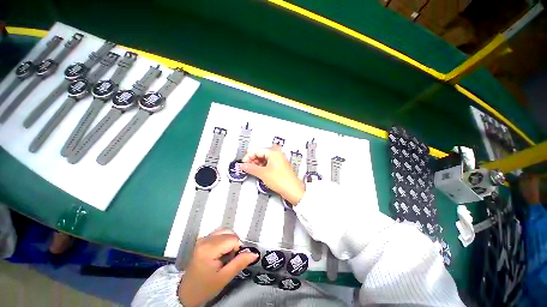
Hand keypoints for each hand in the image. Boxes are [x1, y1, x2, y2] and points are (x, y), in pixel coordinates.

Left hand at [178, 229, 258, 306]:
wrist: (186, 293)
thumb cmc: (205, 287)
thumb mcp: (224, 278)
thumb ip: (239, 263)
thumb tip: (254, 253)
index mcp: (209, 248)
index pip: (232, 239)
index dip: (237, 248)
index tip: (232, 260)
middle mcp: (205, 239)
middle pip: (229, 232)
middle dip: (234, 243)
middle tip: (229, 258)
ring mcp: (203, 238)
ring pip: (225, 230)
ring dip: (230, 240)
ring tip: (226, 254)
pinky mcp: (203, 239)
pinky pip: (219, 233)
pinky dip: (224, 239)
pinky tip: (221, 251)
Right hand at [241, 148, 304, 205]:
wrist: (292, 190)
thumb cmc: (282, 180)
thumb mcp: (263, 173)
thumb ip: (251, 168)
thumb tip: (243, 165)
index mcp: (273, 152)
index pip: (257, 150)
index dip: (248, 156)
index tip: (244, 163)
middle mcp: (277, 155)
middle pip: (260, 154)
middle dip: (252, 160)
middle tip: (247, 167)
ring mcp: (279, 161)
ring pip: (264, 159)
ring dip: (257, 164)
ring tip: (252, 171)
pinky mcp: (279, 167)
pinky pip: (268, 164)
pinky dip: (262, 168)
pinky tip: (259, 172)